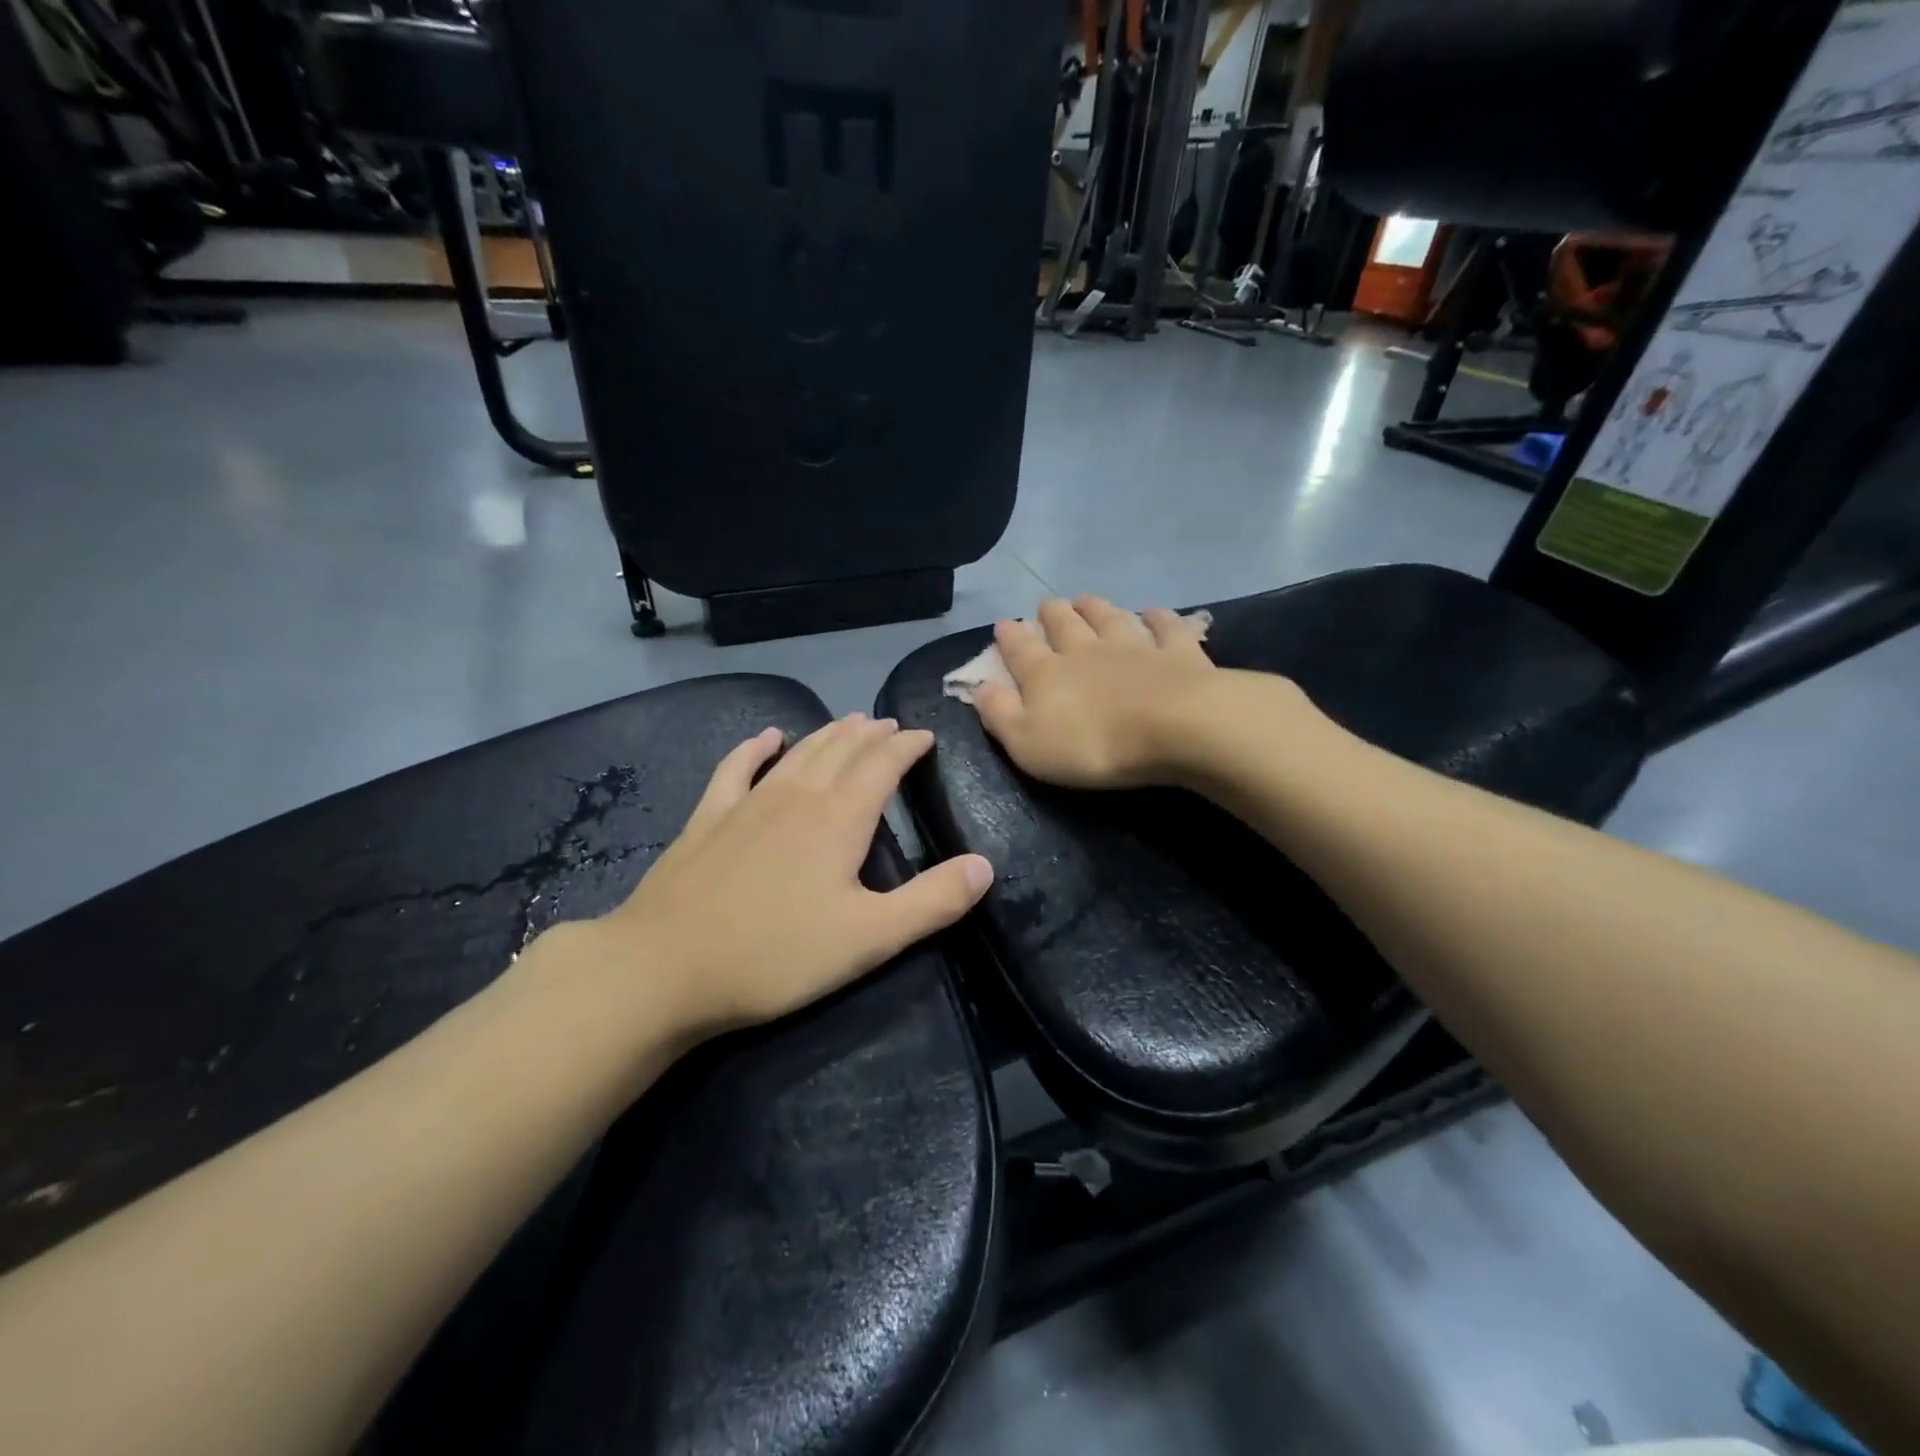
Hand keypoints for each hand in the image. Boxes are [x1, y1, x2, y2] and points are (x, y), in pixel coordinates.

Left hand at [536, 716, 992, 1041]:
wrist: (666, 968)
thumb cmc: (777, 955)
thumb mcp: (870, 938)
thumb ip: (933, 901)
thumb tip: (985, 865)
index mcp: (840, 818)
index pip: (883, 765)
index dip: (907, 747)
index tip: (924, 737)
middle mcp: (798, 795)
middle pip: (842, 750)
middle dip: (871, 735)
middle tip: (889, 725)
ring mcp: (748, 802)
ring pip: (799, 753)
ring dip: (828, 734)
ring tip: (849, 722)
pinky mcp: (708, 818)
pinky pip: (737, 768)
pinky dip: (756, 748)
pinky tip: (767, 737)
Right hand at [972, 596, 1218, 788]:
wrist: (1173, 728)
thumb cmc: (1092, 745)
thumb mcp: (1028, 743)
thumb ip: (1000, 714)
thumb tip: (979, 687)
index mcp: (1047, 674)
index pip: (1021, 650)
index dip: (1009, 637)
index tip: (1003, 623)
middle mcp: (1087, 651)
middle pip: (1065, 625)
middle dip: (1052, 614)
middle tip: (1046, 604)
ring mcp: (1134, 647)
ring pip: (1110, 619)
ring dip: (1096, 607)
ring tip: (1085, 597)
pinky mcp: (1178, 653)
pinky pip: (1166, 628)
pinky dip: (1158, 618)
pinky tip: (1154, 612)